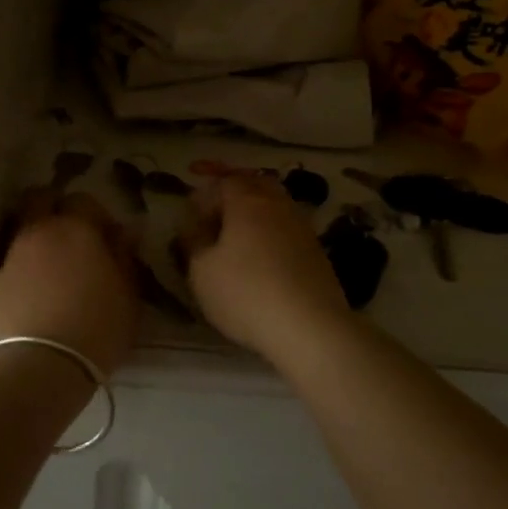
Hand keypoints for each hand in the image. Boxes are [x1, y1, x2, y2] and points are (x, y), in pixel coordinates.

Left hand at [0, 191, 139, 377]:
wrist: (40, 364)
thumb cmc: (97, 327)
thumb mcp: (128, 295)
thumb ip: (125, 258)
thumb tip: (123, 233)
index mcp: (77, 228)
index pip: (83, 200)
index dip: (96, 214)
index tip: (107, 237)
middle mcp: (41, 232)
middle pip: (40, 199)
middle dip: (55, 208)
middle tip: (73, 234)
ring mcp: (13, 254)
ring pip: (24, 228)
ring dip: (39, 237)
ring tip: (56, 266)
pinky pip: (13, 258)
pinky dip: (26, 264)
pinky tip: (38, 288)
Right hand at [176, 174, 351, 357]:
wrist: (310, 328)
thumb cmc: (246, 294)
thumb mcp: (201, 270)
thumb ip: (193, 241)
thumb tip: (195, 225)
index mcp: (247, 201)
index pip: (223, 181)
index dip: (204, 194)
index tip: (191, 218)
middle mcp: (278, 205)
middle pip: (254, 184)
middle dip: (233, 193)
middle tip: (215, 215)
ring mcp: (302, 227)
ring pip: (274, 206)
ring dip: (254, 214)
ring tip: (236, 238)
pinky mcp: (317, 252)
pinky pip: (287, 229)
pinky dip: (271, 234)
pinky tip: (262, 258)